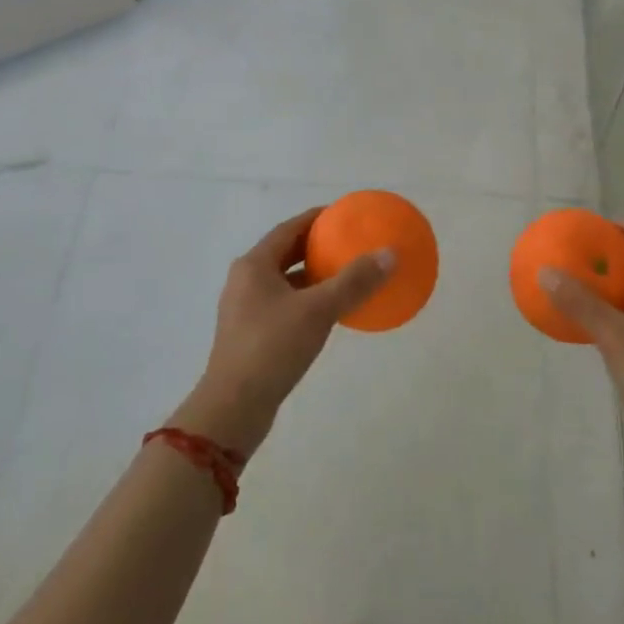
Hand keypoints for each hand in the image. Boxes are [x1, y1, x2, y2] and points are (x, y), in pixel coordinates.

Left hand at [173, 209, 393, 457]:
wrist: (234, 408)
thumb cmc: (272, 348)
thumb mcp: (318, 310)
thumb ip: (354, 281)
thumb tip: (389, 254)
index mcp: (254, 265)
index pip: (290, 228)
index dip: (318, 219)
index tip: (347, 216)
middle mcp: (246, 281)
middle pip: (287, 252)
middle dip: (319, 247)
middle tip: (352, 243)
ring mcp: (246, 309)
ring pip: (286, 281)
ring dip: (315, 276)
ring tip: (347, 275)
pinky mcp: (252, 334)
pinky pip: (285, 305)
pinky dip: (308, 300)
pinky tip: (332, 312)